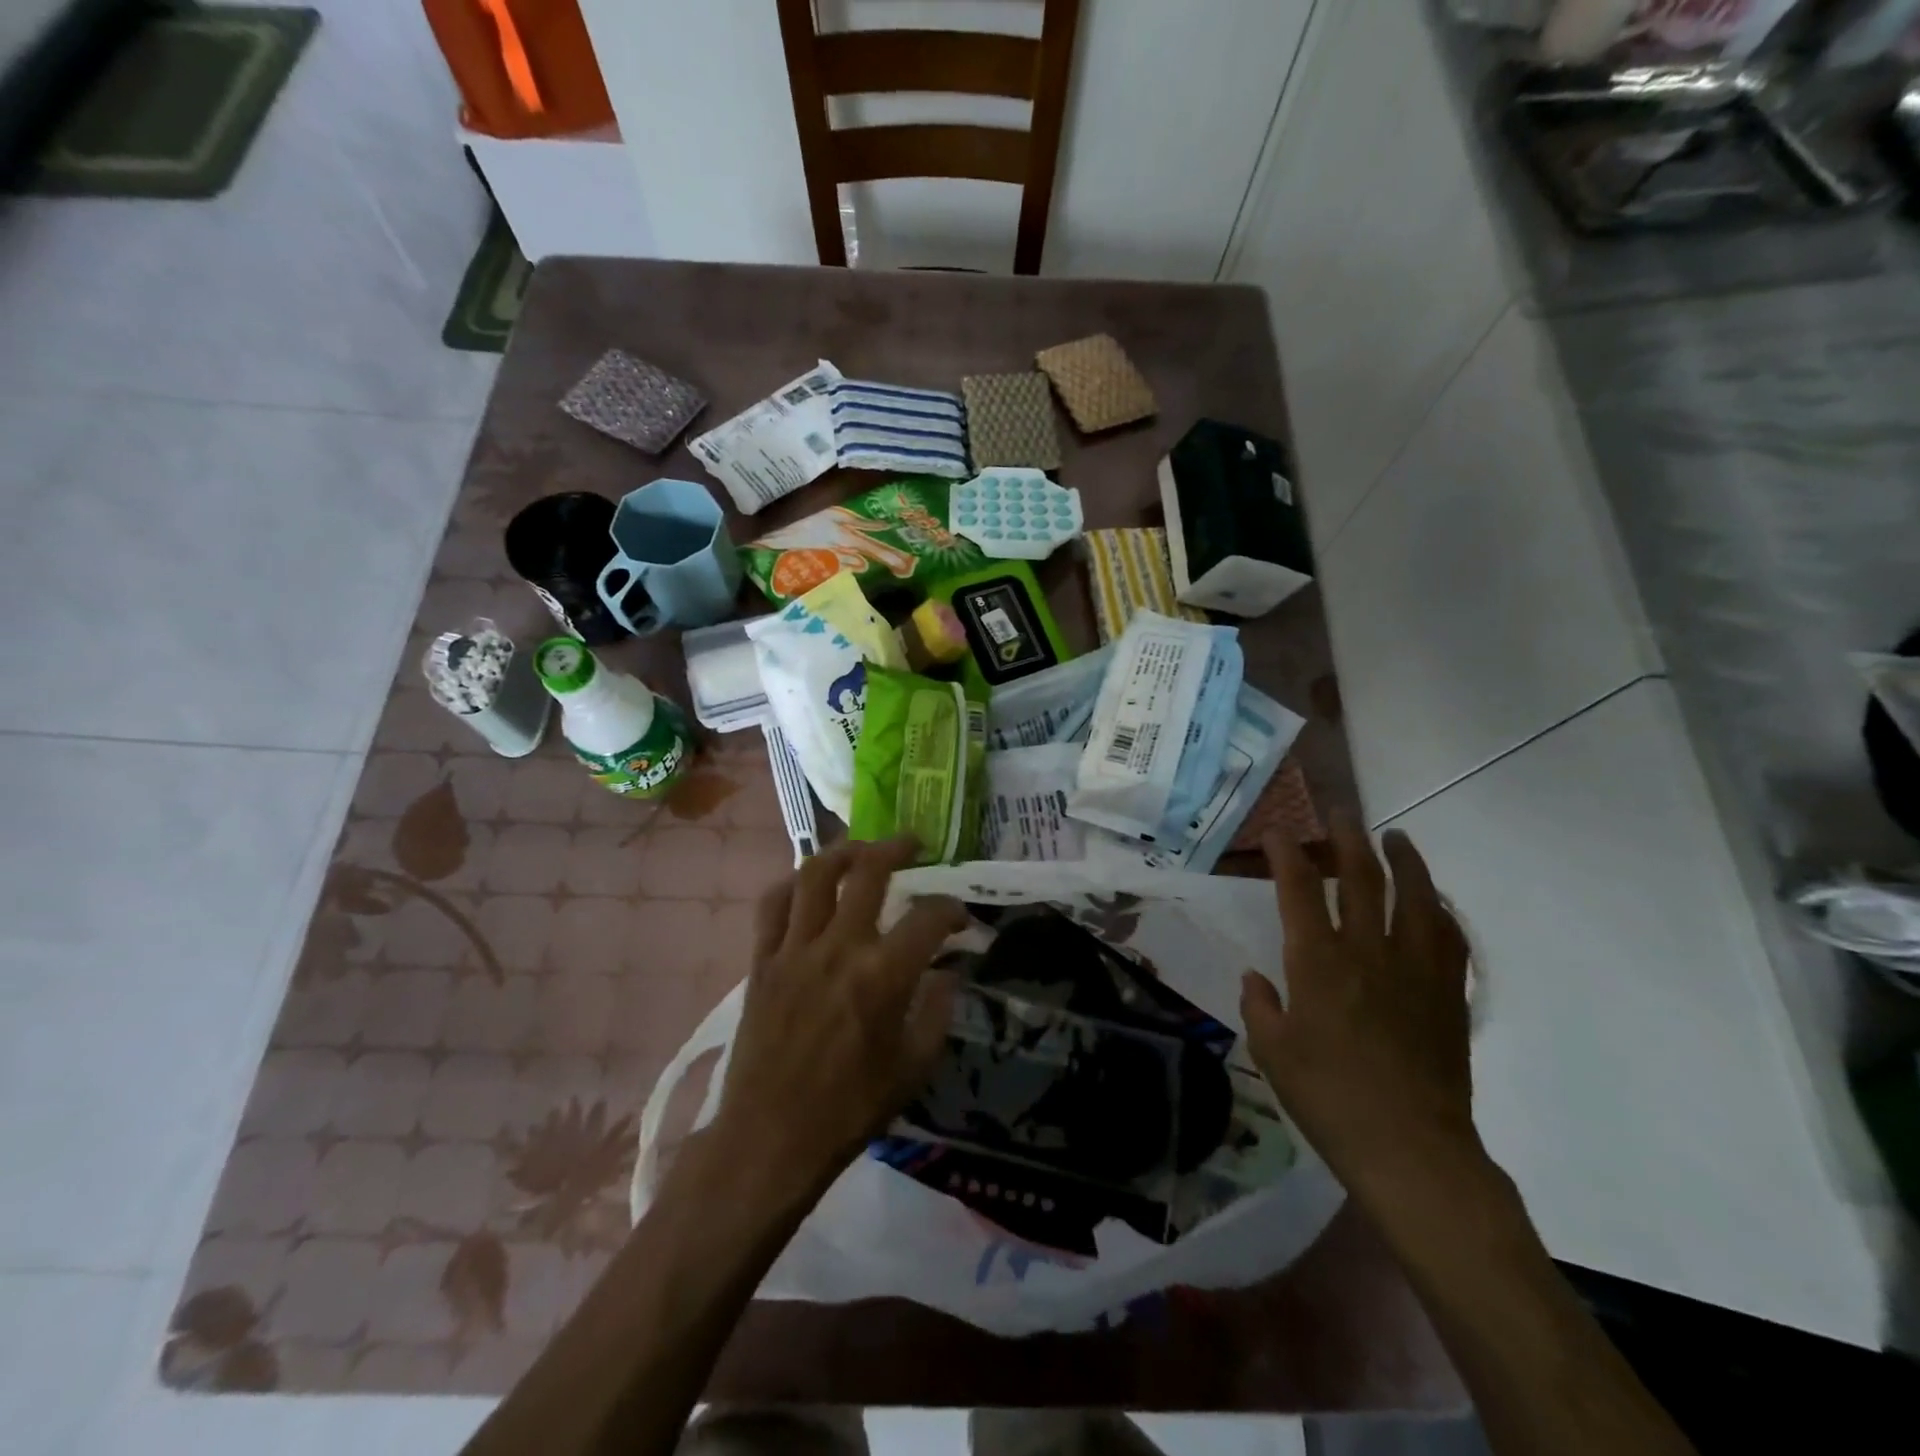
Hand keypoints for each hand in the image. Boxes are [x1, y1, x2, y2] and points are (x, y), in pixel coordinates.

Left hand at [709, 836, 965, 1203]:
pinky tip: (807, 885)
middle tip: (914, 844)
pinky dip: (791, 884)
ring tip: (861, 849)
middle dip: (898, 848)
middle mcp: (839, 947)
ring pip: (815, 874)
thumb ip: (937, 1011)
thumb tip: (948, 971)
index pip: (929, 917)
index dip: (952, 910)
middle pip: (869, 871)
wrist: (771, 1139)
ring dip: (843, 851)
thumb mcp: (913, 1067)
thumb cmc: (850, 1109)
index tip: (959, 919)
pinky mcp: (761, 961)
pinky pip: (771, 904)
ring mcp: (794, 949)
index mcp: (883, 975)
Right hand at [1241, 814, 1481, 1203]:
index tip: (1277, 831)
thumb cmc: (1329, 1099)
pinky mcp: (1448, 994)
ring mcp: (1415, 970)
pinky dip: (1442, 911)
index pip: (1299, 890)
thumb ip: (1260, 1007)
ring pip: (1416, 898)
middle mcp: (1367, 952)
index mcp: (1318, 963)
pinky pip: (1450, 938)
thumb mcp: (1272, 1053)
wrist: (1411, 1149)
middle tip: (1341, 812)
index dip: (1286, 854)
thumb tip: (1256, 977)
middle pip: (1361, 878)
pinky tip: (1436, 902)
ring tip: (1396, 838)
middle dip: (1347, 838)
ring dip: (1405, 861)